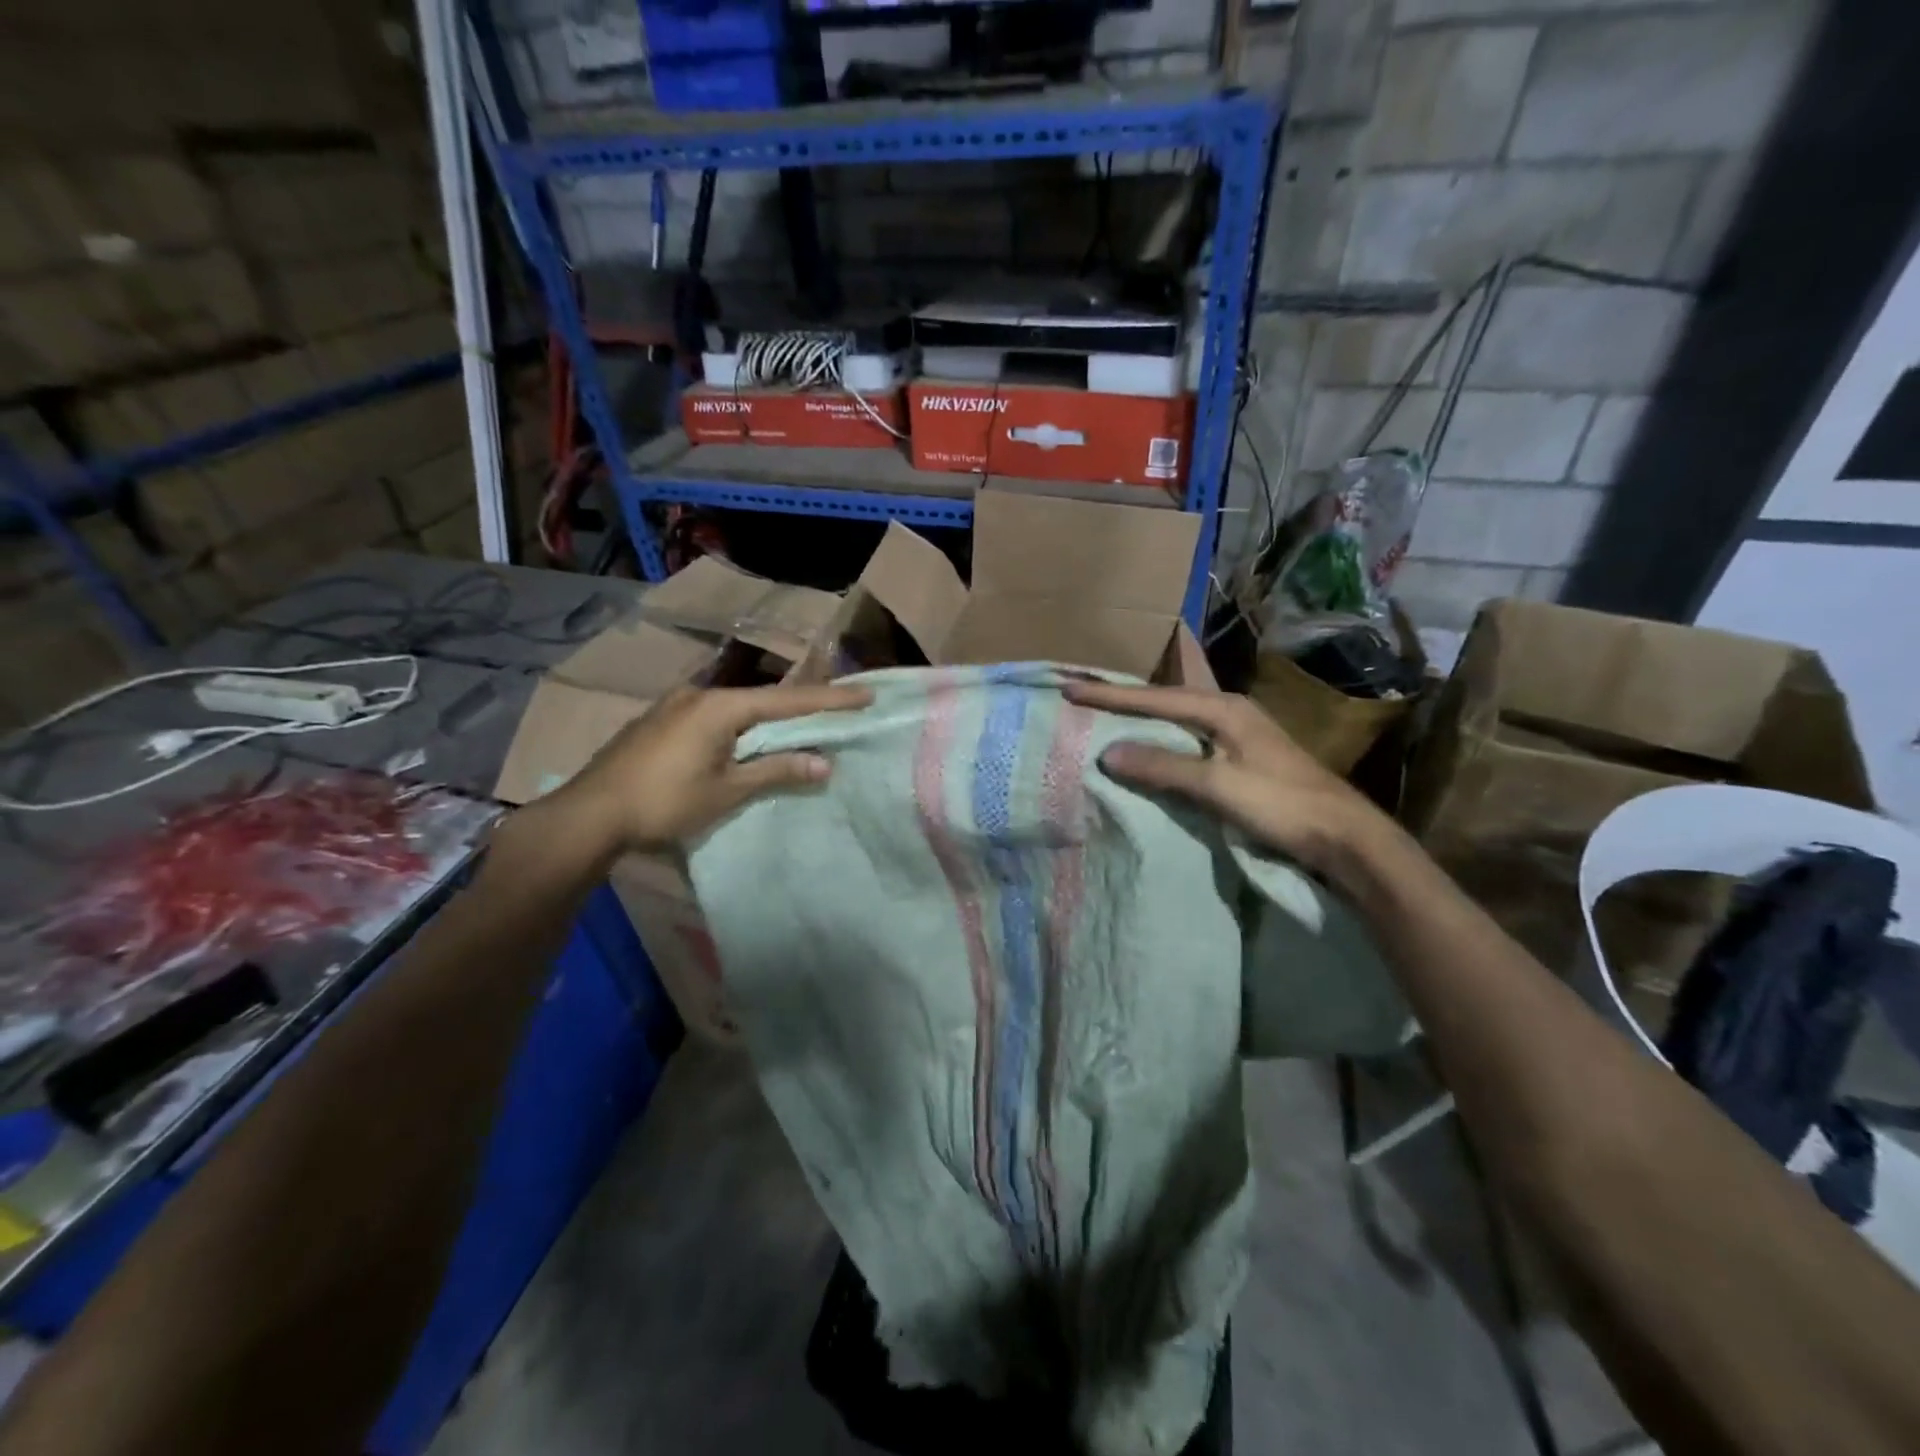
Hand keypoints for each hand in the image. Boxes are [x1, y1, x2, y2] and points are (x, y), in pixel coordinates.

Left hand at [545, 681, 870, 855]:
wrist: (589, 814)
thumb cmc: (664, 802)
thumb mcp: (727, 790)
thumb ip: (776, 770)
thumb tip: (824, 763)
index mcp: (720, 706)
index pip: (788, 700)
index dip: (830, 700)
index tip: (866, 695)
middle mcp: (699, 695)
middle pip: (762, 699)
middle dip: (800, 706)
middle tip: (835, 710)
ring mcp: (674, 706)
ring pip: (735, 708)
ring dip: (767, 719)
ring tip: (794, 728)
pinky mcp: (659, 722)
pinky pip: (713, 717)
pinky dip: (738, 727)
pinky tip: (742, 741)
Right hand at [1062, 680, 1390, 879]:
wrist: (1346, 838)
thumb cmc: (1283, 805)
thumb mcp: (1218, 785)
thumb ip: (1163, 767)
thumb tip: (1108, 752)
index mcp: (1225, 708)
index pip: (1155, 698)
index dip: (1111, 696)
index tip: (1071, 690)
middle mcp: (1231, 712)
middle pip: (1166, 701)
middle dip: (1124, 700)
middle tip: (1083, 697)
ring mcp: (1239, 735)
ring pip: (1177, 721)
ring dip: (1142, 721)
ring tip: (1105, 719)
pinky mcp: (1243, 759)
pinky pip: (1188, 742)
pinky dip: (1161, 743)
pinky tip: (1147, 751)